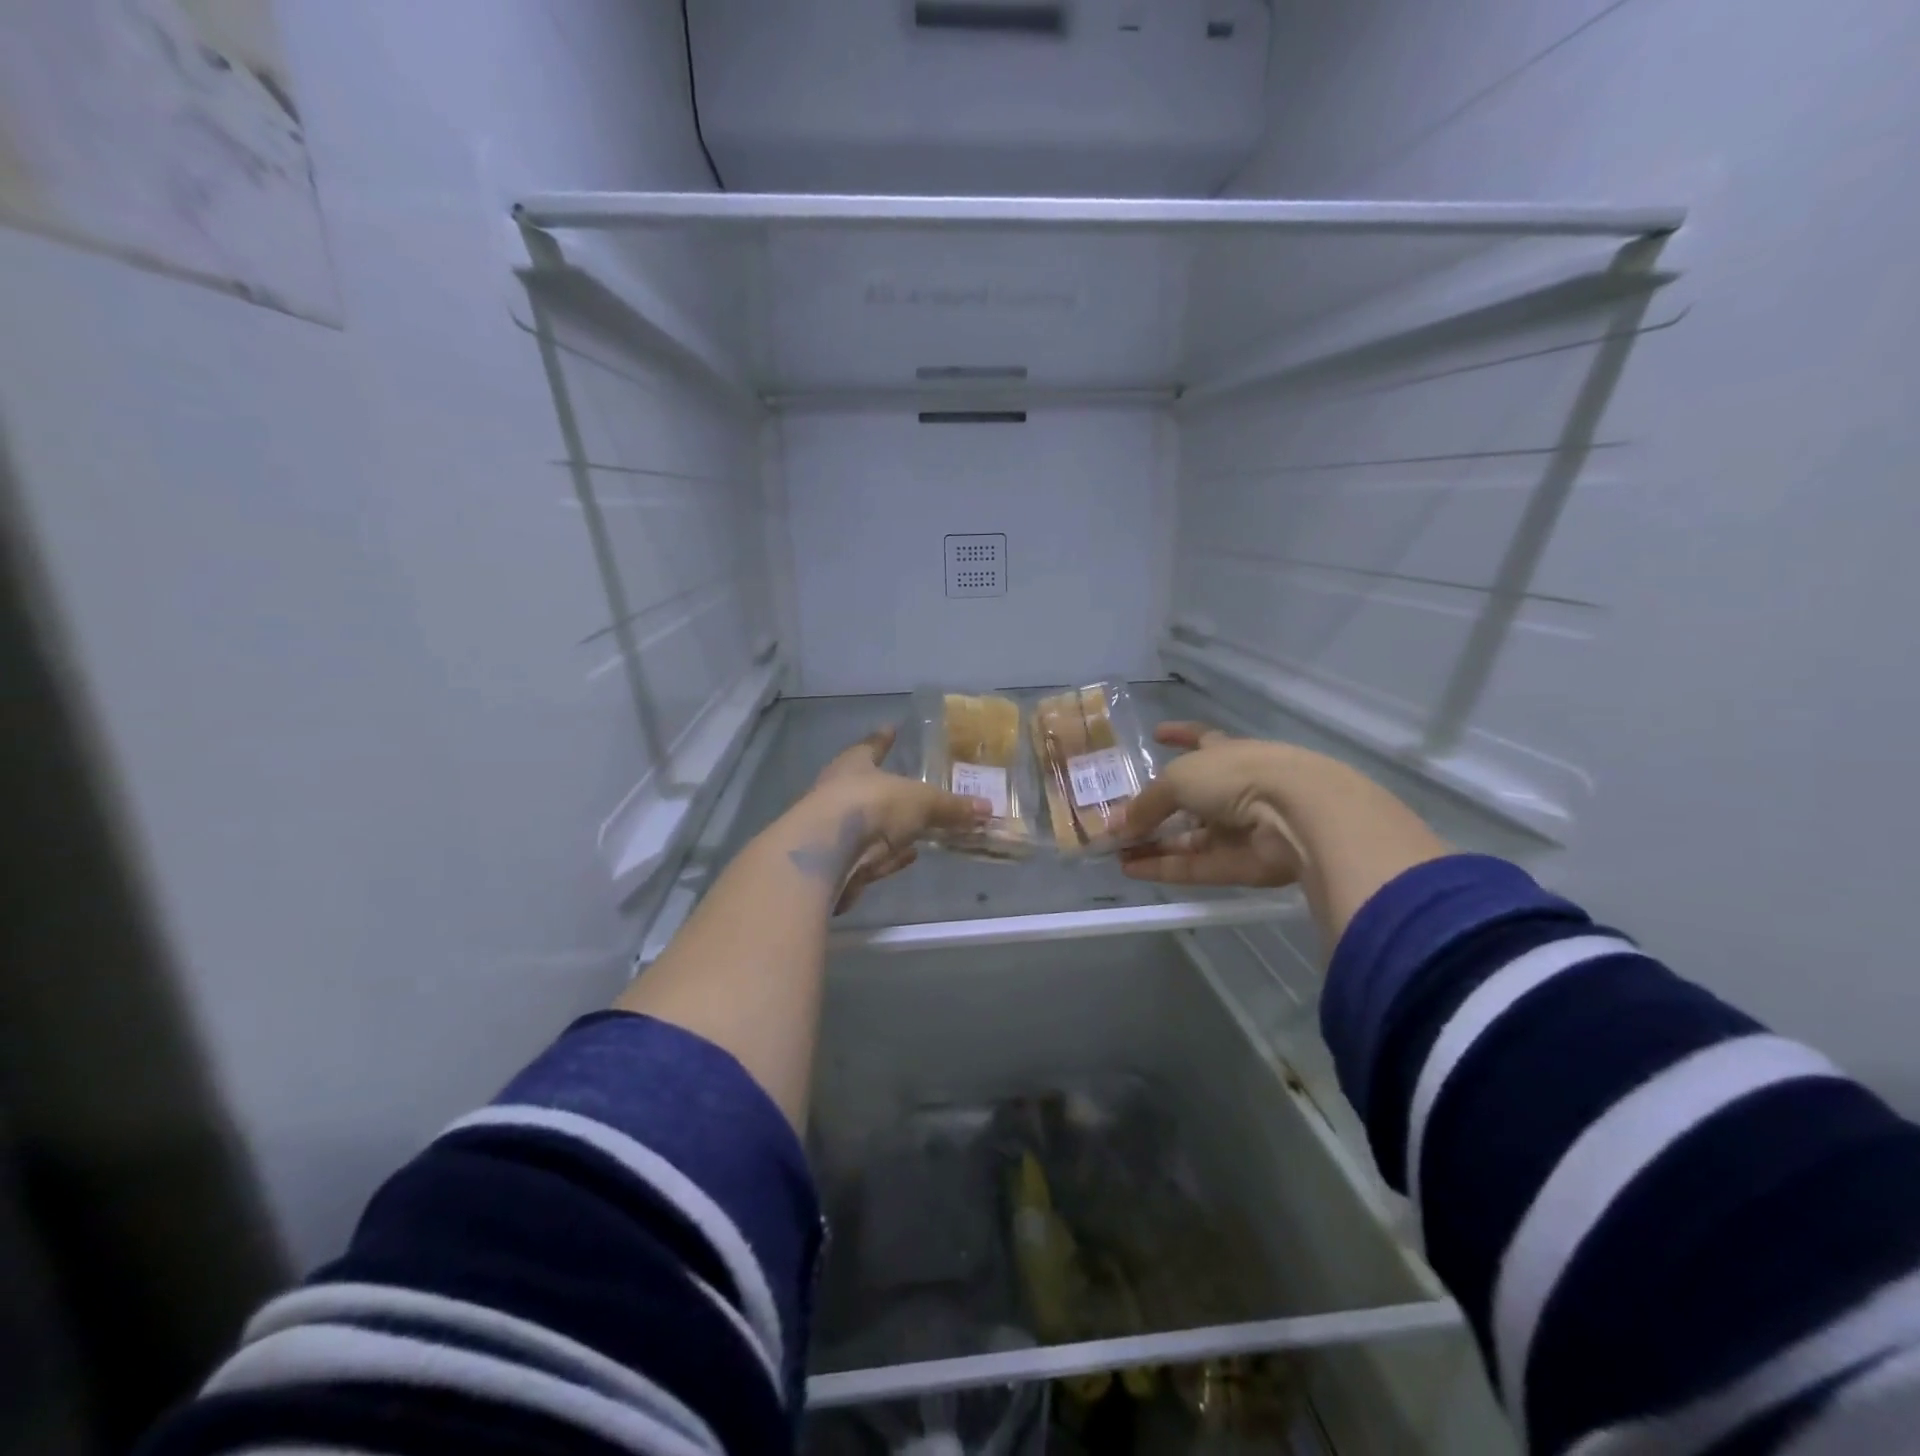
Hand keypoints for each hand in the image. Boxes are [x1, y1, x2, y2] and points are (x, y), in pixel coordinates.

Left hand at [804, 725, 990, 912]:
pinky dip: (890, 855)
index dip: (883, 739)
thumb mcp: (921, 802)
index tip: (890, 729)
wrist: (826, 855)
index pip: (872, 746)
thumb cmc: (872, 806)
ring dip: (893, 828)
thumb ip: (951, 807)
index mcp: (854, 764)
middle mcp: (839, 792)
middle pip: (869, 787)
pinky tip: (907, 856)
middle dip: (889, 789)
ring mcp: (835, 830)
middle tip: (913, 788)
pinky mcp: (837, 863)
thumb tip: (987, 809)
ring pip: (871, 825)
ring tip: (919, 828)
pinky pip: (871, 855)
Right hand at [1118, 723, 1304, 888]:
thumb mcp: (1178, 779)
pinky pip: (1193, 866)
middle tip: (1117, 821)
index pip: (1199, 739)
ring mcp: (1236, 829)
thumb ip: (1146, 803)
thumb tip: (1116, 825)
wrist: (1296, 815)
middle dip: (1152, 809)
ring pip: (1187, 838)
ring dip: (1151, 843)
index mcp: (1225, 754)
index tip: (1156, 733)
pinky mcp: (1237, 865)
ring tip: (1114, 850)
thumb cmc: (1237, 776)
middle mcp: (1231, 789)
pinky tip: (1129, 869)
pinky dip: (1162, 867)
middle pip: (1186, 800)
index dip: (1179, 734)